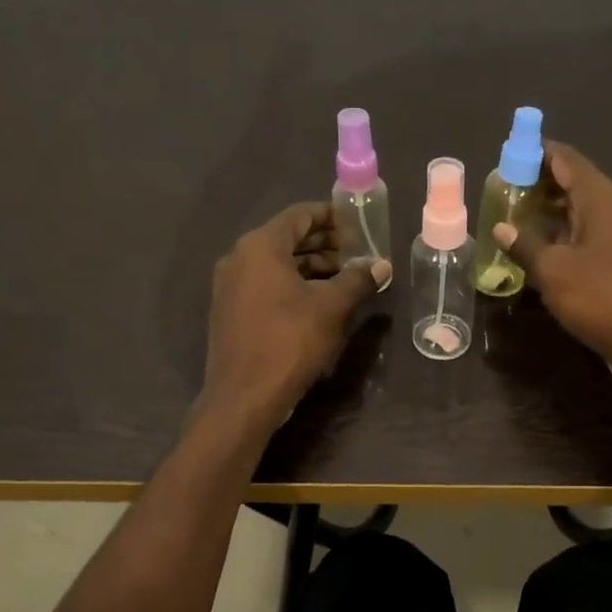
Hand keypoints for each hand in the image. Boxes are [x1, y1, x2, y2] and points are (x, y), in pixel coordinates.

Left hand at [201, 202, 389, 426]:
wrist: (244, 396)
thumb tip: (381, 265)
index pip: (299, 215)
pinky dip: (292, 285)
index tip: (357, 223)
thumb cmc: (289, 342)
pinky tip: (319, 302)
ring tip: (344, 279)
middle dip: (324, 244)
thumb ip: (357, 280)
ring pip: (277, 264)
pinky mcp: (231, 311)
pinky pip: (265, 285)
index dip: (331, 216)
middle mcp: (239, 258)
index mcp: (261, 246)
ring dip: (311, 267)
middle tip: (357, 253)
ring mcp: (230, 286)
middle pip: (287, 239)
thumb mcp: (331, 308)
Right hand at [495, 142, 611, 388]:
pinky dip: (561, 234)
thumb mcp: (553, 272)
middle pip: (572, 181)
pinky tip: (539, 250)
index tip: (505, 159)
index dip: (534, 153)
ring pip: (578, 210)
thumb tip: (501, 228)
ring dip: (548, 212)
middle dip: (537, 184)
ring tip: (512, 220)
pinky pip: (586, 233)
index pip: (564, 157)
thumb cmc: (601, 299)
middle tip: (501, 193)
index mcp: (600, 197)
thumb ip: (525, 245)